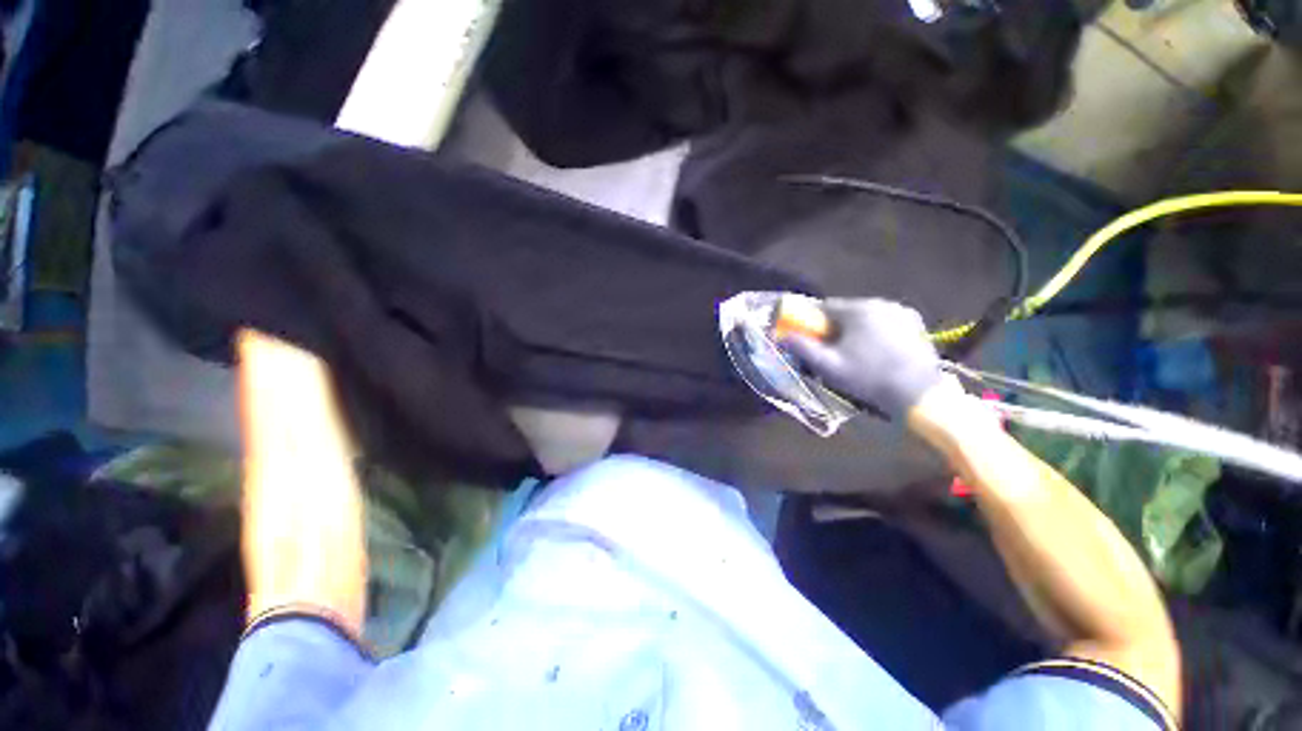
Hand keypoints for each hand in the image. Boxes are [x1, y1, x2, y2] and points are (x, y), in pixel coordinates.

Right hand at [782, 298, 942, 419]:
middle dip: (834, 327)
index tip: (810, 338)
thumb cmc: (868, 378)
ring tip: (855, 353)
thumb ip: (802, 348)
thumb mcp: (828, 366)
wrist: (918, 394)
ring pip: (866, 317)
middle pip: (845, 311)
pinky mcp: (915, 324)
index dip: (812, 322)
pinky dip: (876, 333)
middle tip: (831, 350)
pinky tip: (877, 353)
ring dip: (855, 330)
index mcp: (858, 310)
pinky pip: (885, 322)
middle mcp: (880, 303)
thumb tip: (781, 335)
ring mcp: (901, 312)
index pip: (824, 307)